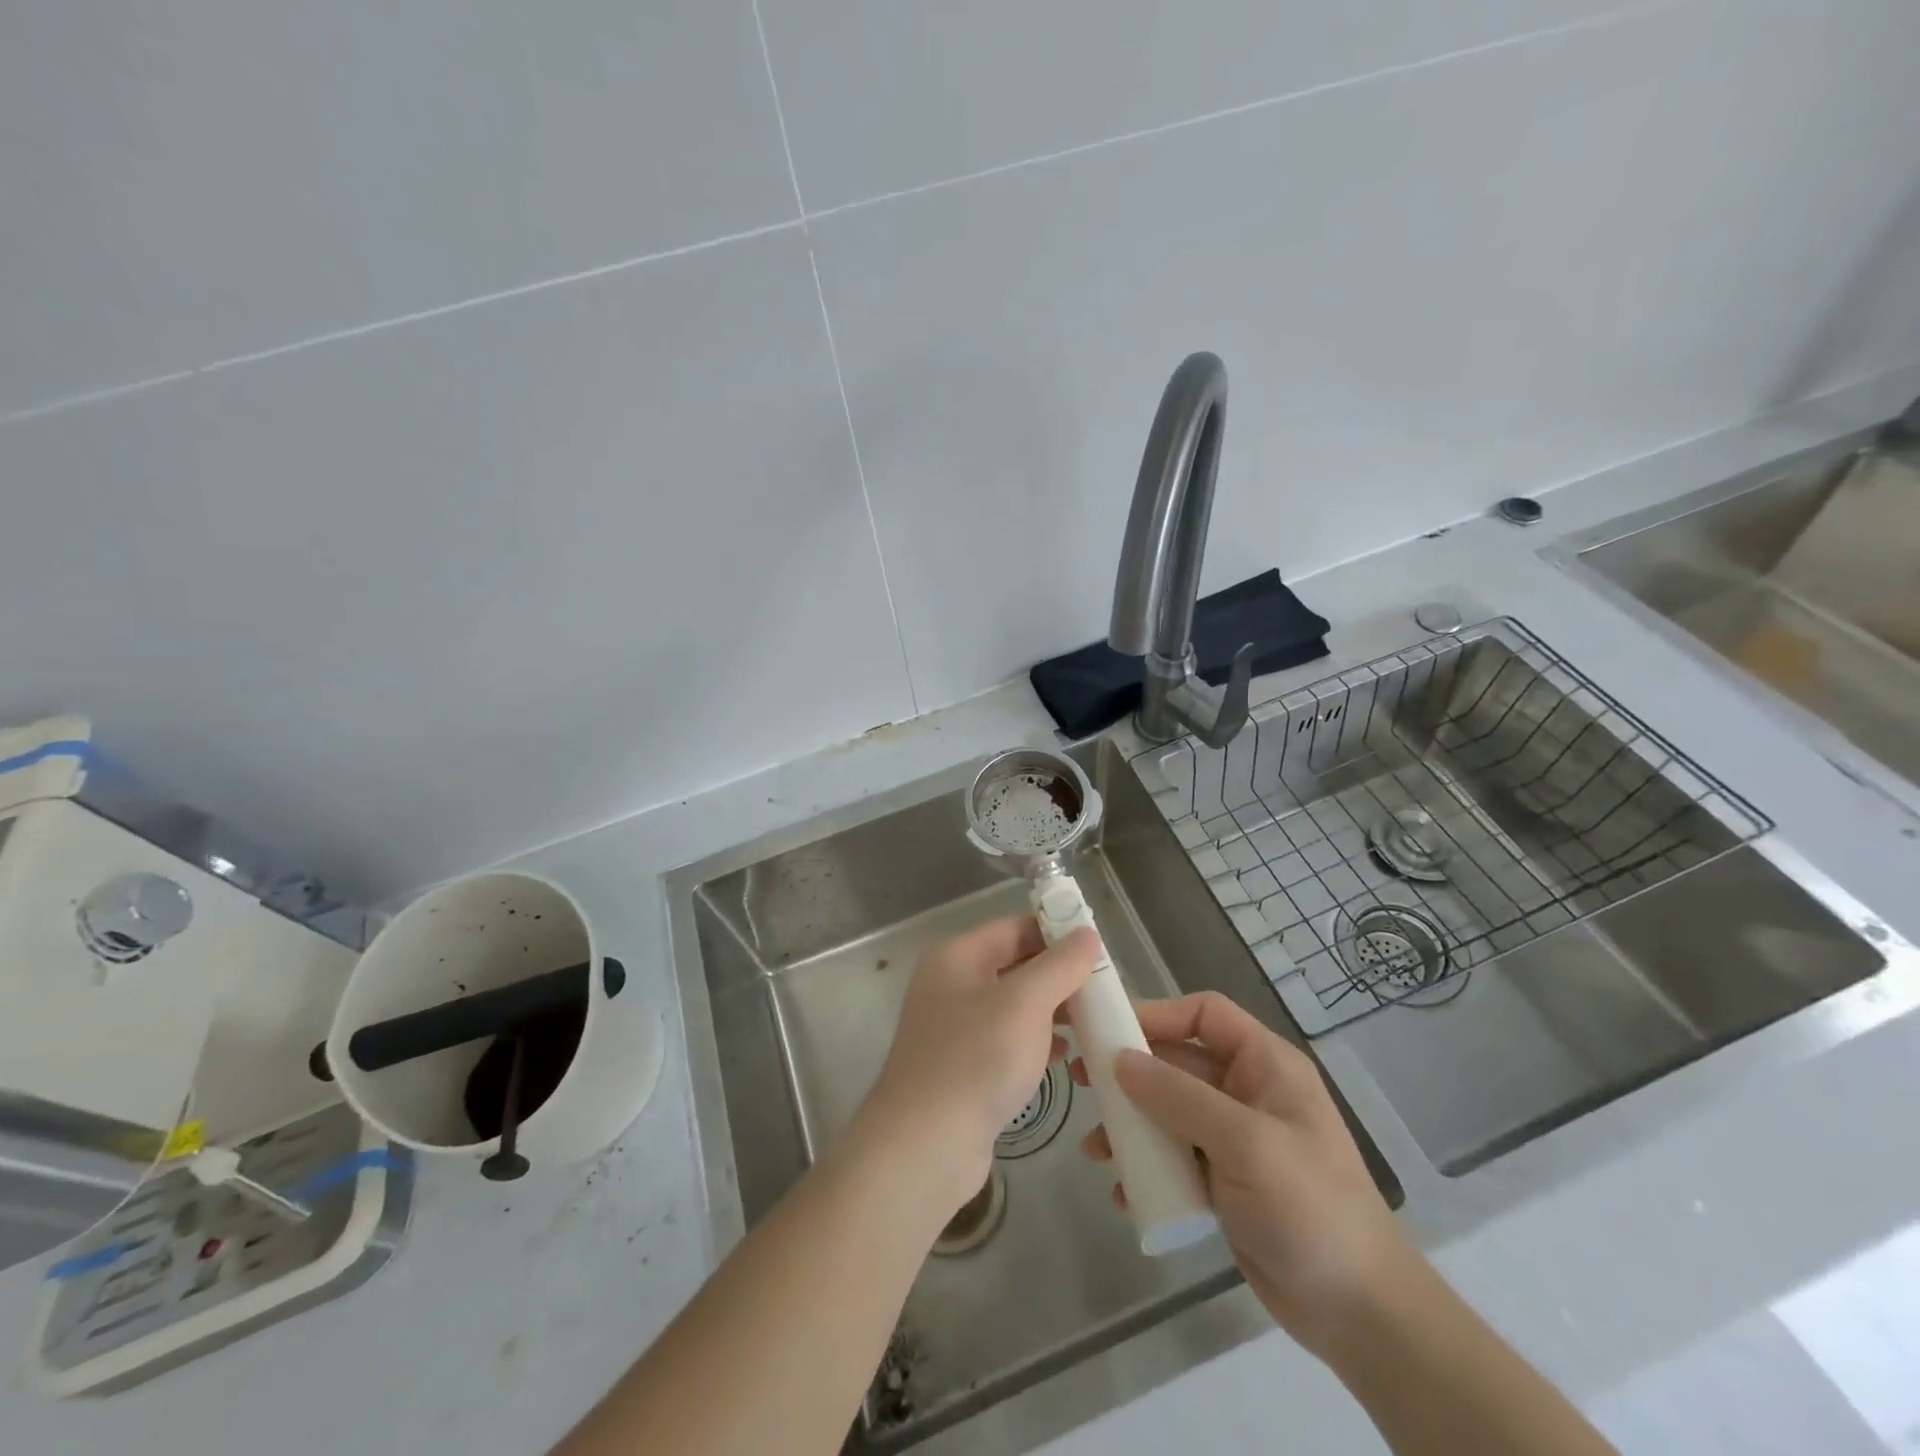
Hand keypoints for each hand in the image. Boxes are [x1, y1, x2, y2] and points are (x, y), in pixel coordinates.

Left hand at [859, 915, 1096, 1215]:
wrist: (926, 1145)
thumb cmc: (976, 1059)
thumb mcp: (1025, 1002)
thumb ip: (1059, 965)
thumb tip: (1087, 934)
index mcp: (957, 956)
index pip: (1015, 927)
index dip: (1057, 932)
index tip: (1100, 948)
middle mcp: (952, 983)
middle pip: (1015, 963)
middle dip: (1059, 974)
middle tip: (1104, 988)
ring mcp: (955, 1027)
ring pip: (1014, 1004)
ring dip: (1052, 1009)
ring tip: (1093, 1021)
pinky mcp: (963, 1065)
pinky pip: (1007, 1039)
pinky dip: (1036, 1041)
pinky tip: (1064, 1056)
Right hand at [1074, 991, 1415, 1358]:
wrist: (1361, 1314)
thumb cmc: (1310, 1208)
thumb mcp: (1244, 1143)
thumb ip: (1179, 1097)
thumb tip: (1120, 1060)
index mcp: (1265, 1065)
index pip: (1204, 1014)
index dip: (1157, 1013)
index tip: (1109, 1029)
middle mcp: (1248, 1092)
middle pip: (1178, 1062)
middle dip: (1130, 1073)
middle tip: (1082, 1083)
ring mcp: (1235, 1138)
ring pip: (1169, 1112)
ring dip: (1131, 1124)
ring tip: (1095, 1148)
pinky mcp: (1225, 1181)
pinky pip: (1175, 1157)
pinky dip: (1147, 1167)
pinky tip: (1124, 1191)